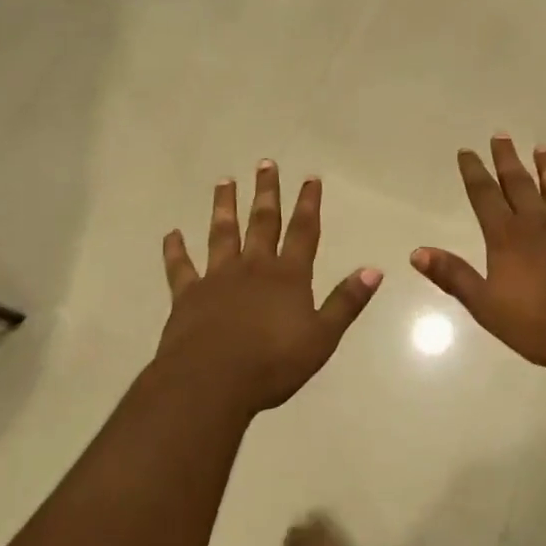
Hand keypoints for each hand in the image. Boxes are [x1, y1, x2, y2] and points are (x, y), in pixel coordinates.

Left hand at [158, 162, 381, 415]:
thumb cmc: (272, 364)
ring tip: (225, 181)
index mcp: (287, 276)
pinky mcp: (187, 296)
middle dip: (266, 192)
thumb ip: (346, 302)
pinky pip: (180, 267)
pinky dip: (175, 250)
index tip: (310, 178)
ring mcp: (217, 278)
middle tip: (265, 163)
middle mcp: (253, 267)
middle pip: (262, 222)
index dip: (308, 203)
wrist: (211, 382)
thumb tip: (374, 269)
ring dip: (224, 206)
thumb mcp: (321, 337)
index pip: (303, 231)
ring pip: (222, 233)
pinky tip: (172, 234)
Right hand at [411, 136, 545, 367]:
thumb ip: (453, 276)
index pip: (485, 195)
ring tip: (542, 148)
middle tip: (501, 134)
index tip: (467, 151)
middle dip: (507, 159)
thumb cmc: (538, 323)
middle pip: (519, 183)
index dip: (474, 172)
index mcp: (507, 237)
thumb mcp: (485, 305)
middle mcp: (539, 223)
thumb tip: (417, 253)